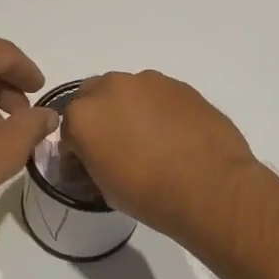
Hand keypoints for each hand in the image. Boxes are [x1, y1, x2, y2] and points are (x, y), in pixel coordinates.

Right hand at [60, 70, 263, 245]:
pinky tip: (174, 134)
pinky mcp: (180, 84)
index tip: (89, 164)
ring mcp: (148, 82)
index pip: (67, 128)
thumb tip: (99, 155)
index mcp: (83, 116)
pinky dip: (159, 109)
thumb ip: (93, 161)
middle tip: (117, 145)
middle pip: (94, 97)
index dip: (77, 148)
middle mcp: (111, 88)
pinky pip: (158, 95)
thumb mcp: (106, 188)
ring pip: (128, 91)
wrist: (210, 187)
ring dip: (130, 109)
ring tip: (150, 139)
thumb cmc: (150, 195)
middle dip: (100, 117)